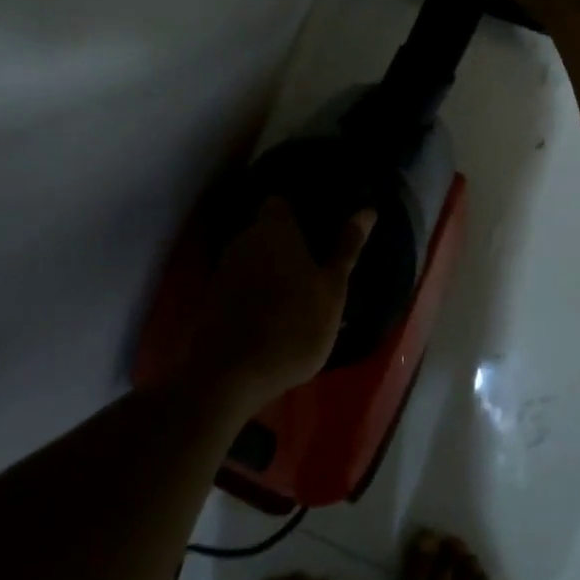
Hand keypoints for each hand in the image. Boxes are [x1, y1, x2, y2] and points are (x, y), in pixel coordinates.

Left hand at [183, 197, 376, 411]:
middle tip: (317, 262)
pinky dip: (257, 291)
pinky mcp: (212, 299)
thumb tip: (366, 210)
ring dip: (272, 268)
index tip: (321, 227)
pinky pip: (242, 282)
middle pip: (267, 230)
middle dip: (288, 242)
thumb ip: (346, 248)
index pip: (281, 202)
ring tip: (298, 291)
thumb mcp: (331, 289)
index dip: (300, 211)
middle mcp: (244, 240)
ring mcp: (223, 270)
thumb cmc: (292, 324)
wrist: (228, 376)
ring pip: (254, 257)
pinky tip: (274, 313)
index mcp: (273, 228)